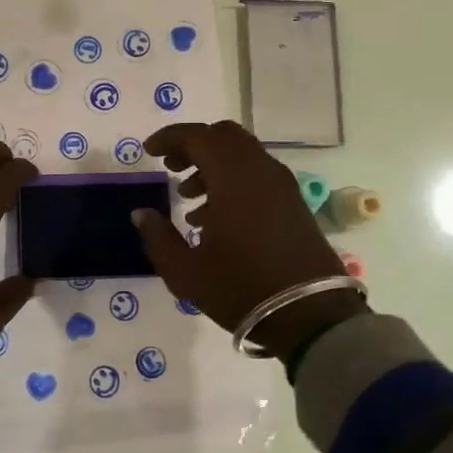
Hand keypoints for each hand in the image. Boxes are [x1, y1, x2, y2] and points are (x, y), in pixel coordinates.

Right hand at [132, 120, 365, 360]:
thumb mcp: (186, 271)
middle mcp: (260, 171)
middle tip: (171, 166)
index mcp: (233, 178)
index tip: (149, 151)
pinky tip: (215, 217)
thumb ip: (158, 237)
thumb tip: (141, 213)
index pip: (198, 137)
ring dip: (212, 164)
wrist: (310, 315)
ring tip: (188, 197)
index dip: (170, 138)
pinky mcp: (294, 203)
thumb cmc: (241, 288)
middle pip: (224, 136)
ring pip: (243, 154)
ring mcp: (282, 185)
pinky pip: (258, 174)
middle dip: (193, 145)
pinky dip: (233, 179)